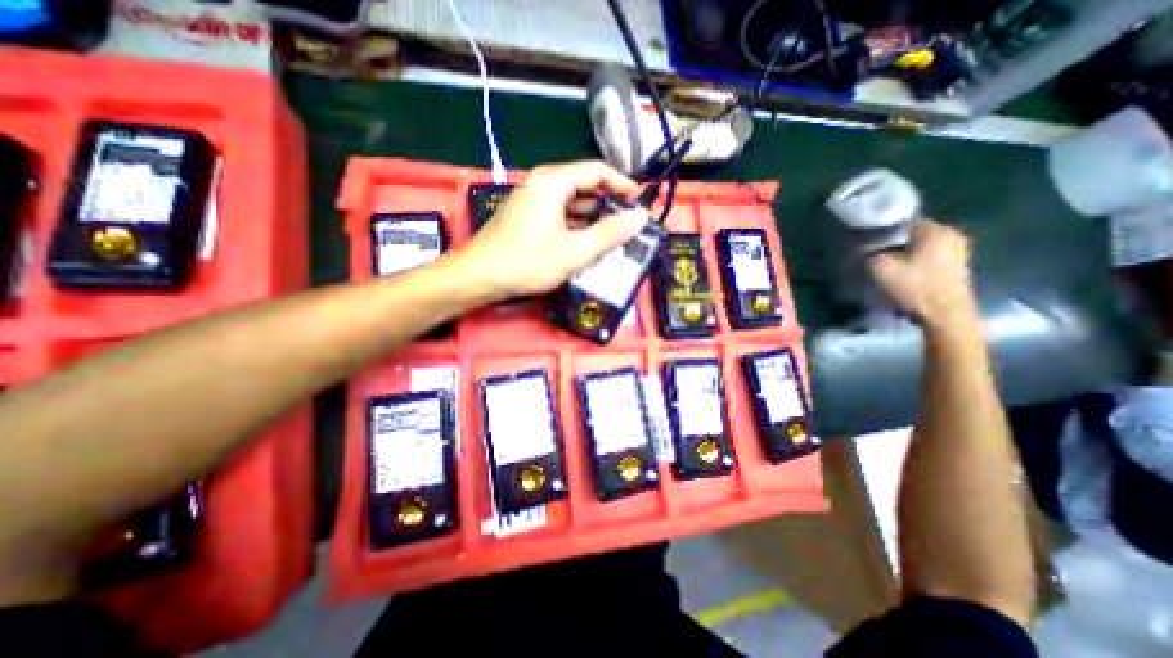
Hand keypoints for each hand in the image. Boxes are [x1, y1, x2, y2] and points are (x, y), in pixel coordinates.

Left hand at [453, 161, 645, 301]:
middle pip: (586, 185)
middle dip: (610, 203)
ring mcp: (533, 199)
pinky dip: (578, 224)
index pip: (598, 171)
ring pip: (573, 201)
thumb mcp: (575, 251)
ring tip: (614, 236)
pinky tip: (589, 242)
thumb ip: (610, 233)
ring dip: (594, 216)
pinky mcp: (529, 215)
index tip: (640, 203)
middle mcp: (543, 183)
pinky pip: (561, 213)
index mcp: (553, 181)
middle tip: (629, 224)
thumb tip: (641, 217)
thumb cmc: (527, 262)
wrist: (480, 276)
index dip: (623, 185)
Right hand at [865, 221, 976, 328]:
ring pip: (921, 248)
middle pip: (913, 235)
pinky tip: (903, 275)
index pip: (902, 223)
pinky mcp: (958, 268)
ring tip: (887, 267)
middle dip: (894, 244)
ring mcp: (959, 252)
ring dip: (904, 255)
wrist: (945, 315)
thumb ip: (870, 253)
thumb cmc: (914, 287)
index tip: (868, 244)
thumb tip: (865, 248)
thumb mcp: (880, 268)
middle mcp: (952, 235)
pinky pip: (929, 259)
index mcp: (936, 230)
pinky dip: (915, 264)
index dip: (882, 233)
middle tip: (874, 256)